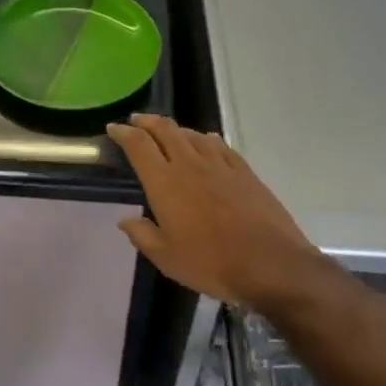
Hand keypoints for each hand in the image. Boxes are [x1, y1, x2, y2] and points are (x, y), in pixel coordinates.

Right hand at [107, 114, 330, 313]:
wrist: (271, 264)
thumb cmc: (211, 263)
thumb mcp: (166, 258)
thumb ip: (142, 235)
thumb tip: (125, 220)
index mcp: (165, 182)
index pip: (139, 145)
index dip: (123, 132)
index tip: (114, 128)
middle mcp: (190, 165)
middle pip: (166, 130)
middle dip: (147, 121)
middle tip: (136, 120)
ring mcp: (220, 166)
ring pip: (193, 135)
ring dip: (176, 129)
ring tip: (168, 132)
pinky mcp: (245, 172)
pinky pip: (220, 146)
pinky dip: (207, 139)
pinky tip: (206, 141)